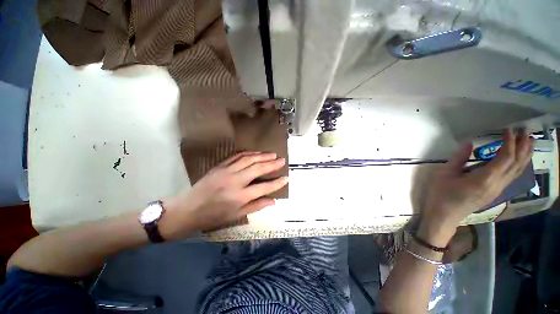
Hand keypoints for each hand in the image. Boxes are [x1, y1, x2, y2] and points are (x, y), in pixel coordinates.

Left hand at [160, 152, 287, 239]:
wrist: (188, 209)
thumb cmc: (214, 216)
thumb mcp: (236, 215)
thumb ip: (256, 206)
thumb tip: (274, 201)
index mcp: (240, 197)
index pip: (264, 187)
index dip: (277, 183)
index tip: (286, 177)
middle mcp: (235, 181)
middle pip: (257, 169)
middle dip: (272, 164)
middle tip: (282, 160)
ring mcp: (226, 171)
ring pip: (248, 159)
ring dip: (262, 156)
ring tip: (272, 154)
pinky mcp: (220, 166)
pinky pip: (237, 156)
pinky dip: (248, 153)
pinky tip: (256, 153)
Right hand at [419, 130, 531, 244]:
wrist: (444, 216)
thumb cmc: (441, 194)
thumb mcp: (444, 174)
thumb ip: (458, 159)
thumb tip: (470, 143)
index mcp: (484, 179)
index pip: (505, 157)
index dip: (509, 142)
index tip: (509, 129)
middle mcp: (497, 184)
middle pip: (516, 164)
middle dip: (523, 147)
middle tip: (526, 131)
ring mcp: (497, 190)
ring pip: (517, 171)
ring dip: (524, 156)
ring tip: (528, 142)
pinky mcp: (494, 193)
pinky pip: (512, 177)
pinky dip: (518, 165)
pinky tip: (518, 160)